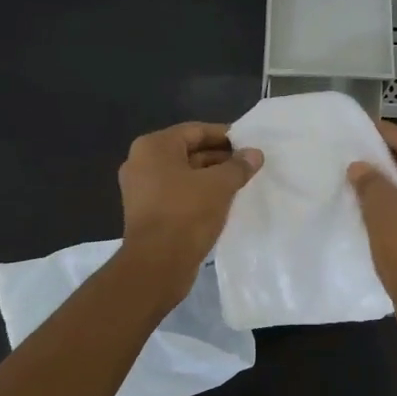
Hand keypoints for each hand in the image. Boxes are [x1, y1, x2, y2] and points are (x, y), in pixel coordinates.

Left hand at [117, 122, 262, 298]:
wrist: (157, 264)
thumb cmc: (186, 213)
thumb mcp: (219, 185)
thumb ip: (239, 166)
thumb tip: (255, 154)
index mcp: (154, 147)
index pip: (196, 131)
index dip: (225, 136)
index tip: (249, 143)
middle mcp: (141, 162)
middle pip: (189, 151)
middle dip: (220, 157)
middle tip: (249, 164)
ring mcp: (141, 189)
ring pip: (184, 174)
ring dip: (211, 177)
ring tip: (241, 183)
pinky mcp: (147, 212)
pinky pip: (178, 193)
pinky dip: (199, 193)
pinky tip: (223, 201)